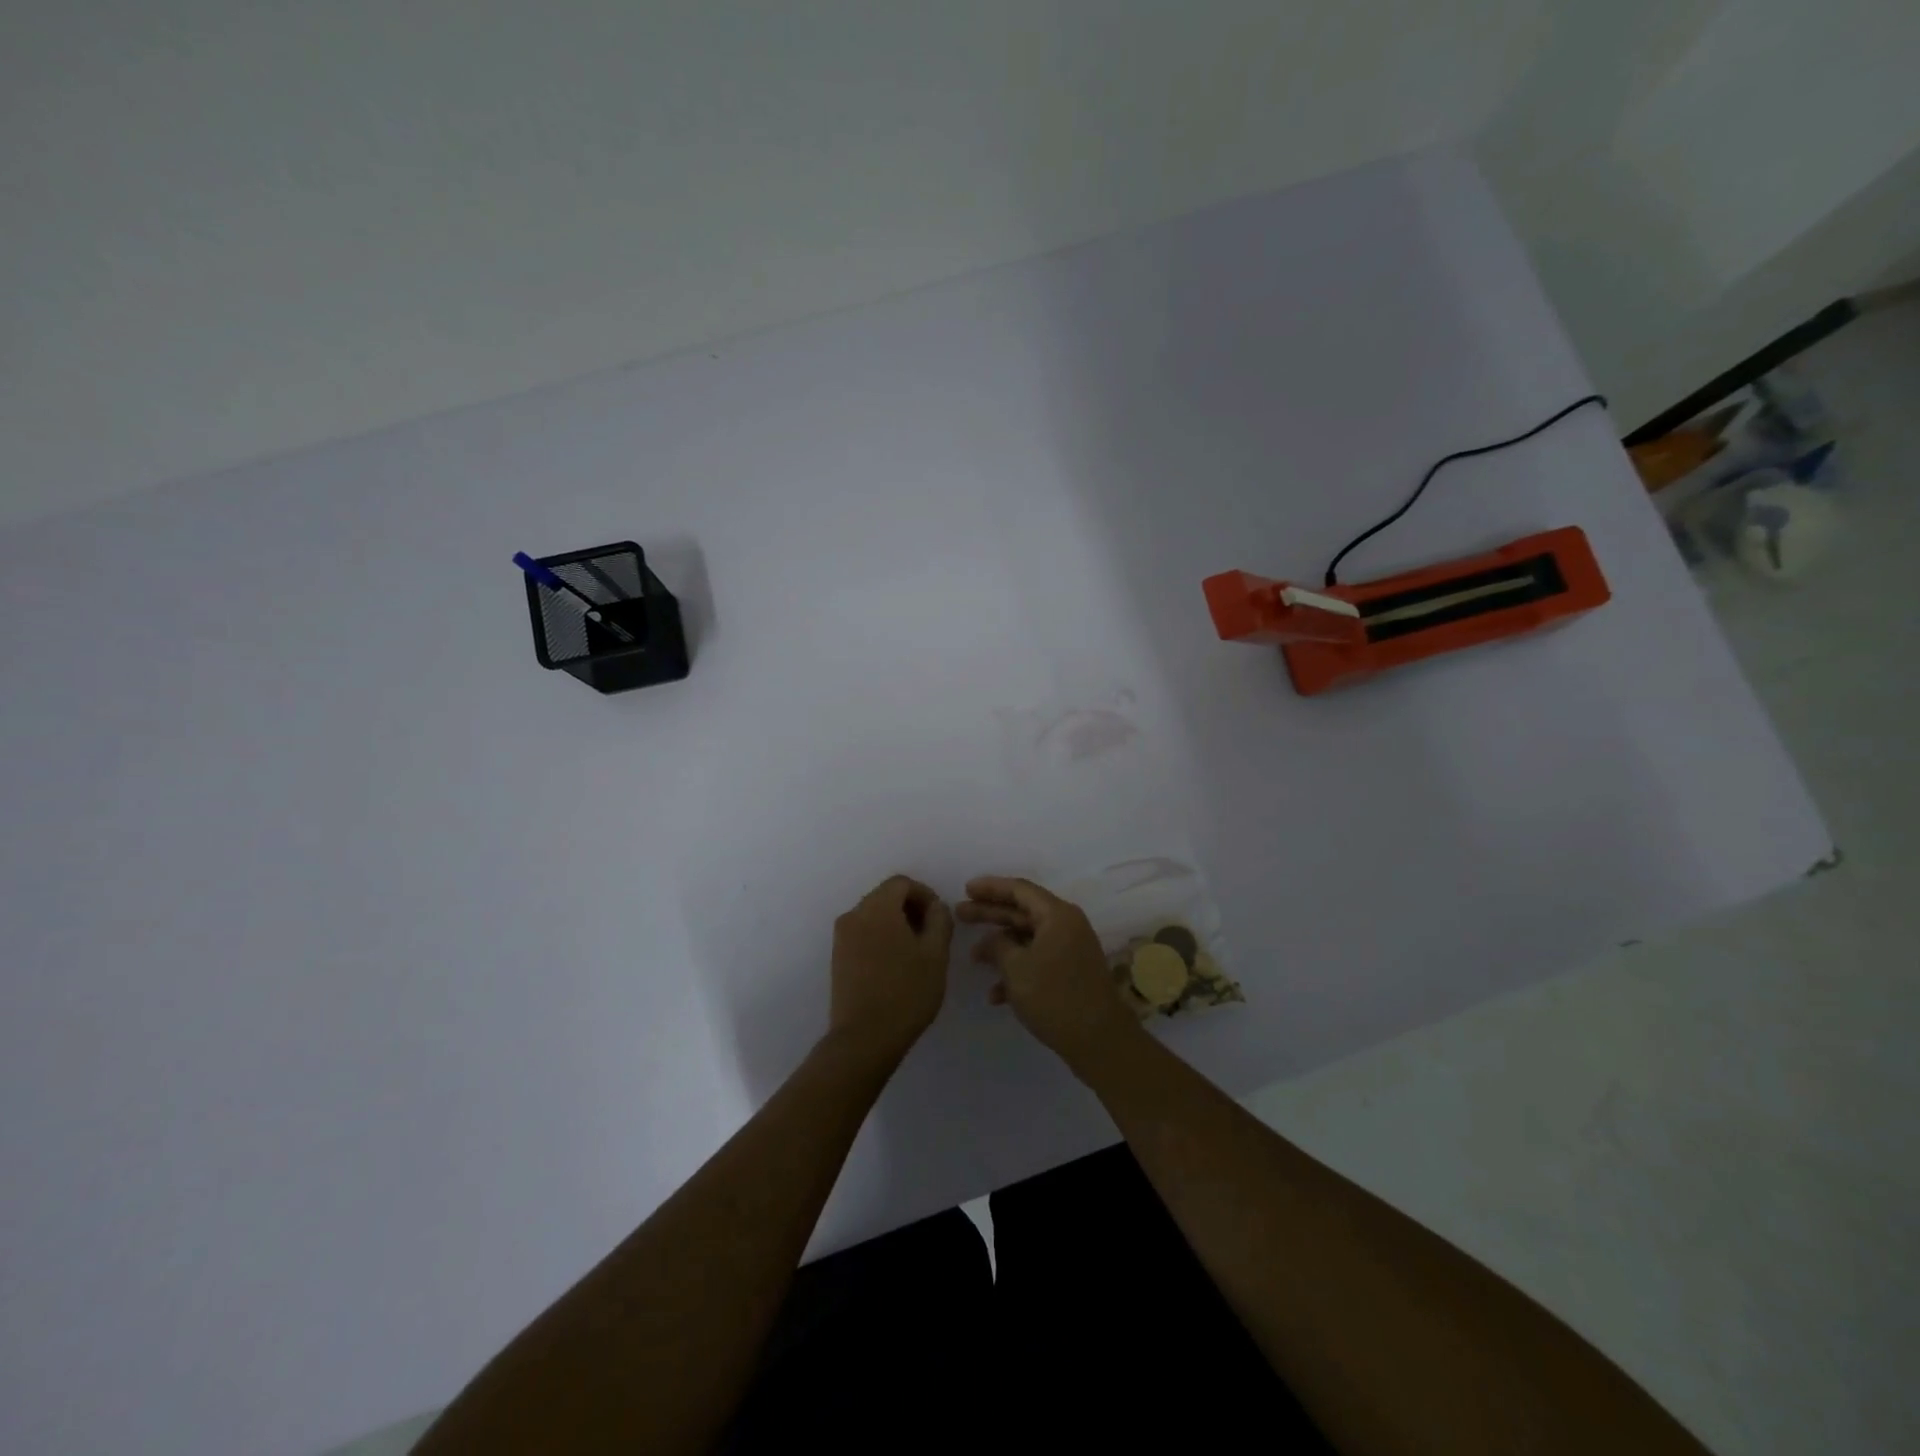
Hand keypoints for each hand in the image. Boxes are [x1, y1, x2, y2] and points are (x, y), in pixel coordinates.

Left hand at [828, 876, 953, 1063]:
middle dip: (911, 908)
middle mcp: (853, 915)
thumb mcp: (936, 954)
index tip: (940, 918)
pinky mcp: (837, 957)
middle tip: (931, 934)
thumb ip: (940, 920)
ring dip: (896, 923)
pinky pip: (863, 933)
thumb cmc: (906, 993)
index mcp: (877, 908)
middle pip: (885, 896)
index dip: (925, 894)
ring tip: (916, 952)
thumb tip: (935, 907)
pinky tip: (896, 964)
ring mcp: (841, 937)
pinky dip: (881, 937)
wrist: (864, 1038)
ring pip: (874, 915)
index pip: (902, 883)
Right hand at [957, 876, 1144, 1073]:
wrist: (1099, 1040)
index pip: (1019, 889)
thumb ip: (997, 946)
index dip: (990, 887)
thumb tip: (991, 940)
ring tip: (972, 957)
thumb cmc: (1055, 996)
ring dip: (1001, 947)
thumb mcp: (1016, 968)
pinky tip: (995, 995)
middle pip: (1022, 912)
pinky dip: (1017, 971)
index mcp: (1057, 915)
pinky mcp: (1070, 973)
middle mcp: (1066, 925)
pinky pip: (1038, 961)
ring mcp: (1070, 950)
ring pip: (1028, 939)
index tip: (966, 889)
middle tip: (960, 914)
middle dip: (990, 914)